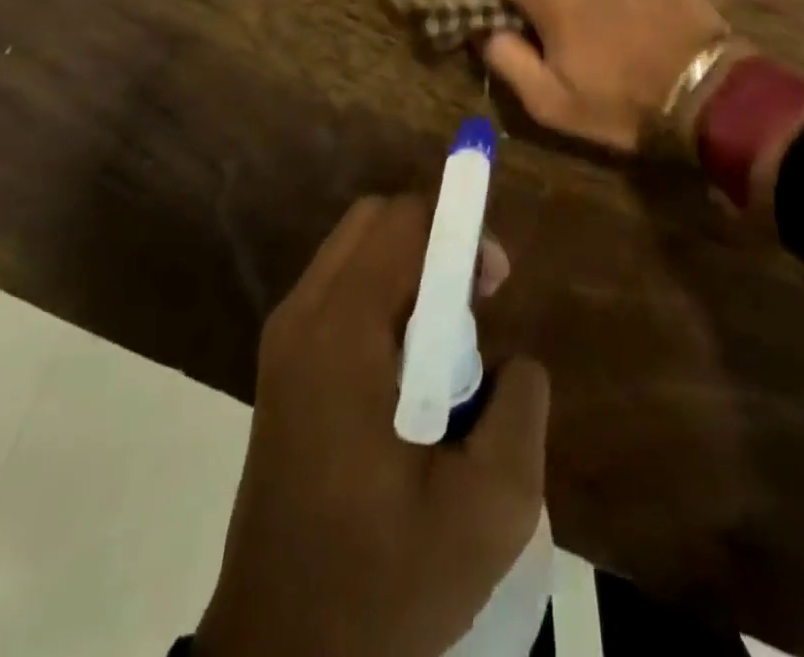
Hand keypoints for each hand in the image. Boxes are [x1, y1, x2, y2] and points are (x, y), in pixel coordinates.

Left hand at [198, 196, 548, 656]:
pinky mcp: (282, 363)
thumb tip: (512, 358)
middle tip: (476, 301)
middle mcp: (303, 316)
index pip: (404, 222)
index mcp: (342, 335)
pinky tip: (409, 366)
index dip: (459, 229)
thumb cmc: (384, 585)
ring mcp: (284, 337)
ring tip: (447, 341)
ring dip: (411, 267)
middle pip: (376, 219)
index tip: (494, 282)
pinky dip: (384, 294)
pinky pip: (342, 288)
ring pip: (357, 249)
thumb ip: (520, 407)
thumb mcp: (489, 510)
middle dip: (435, 239)